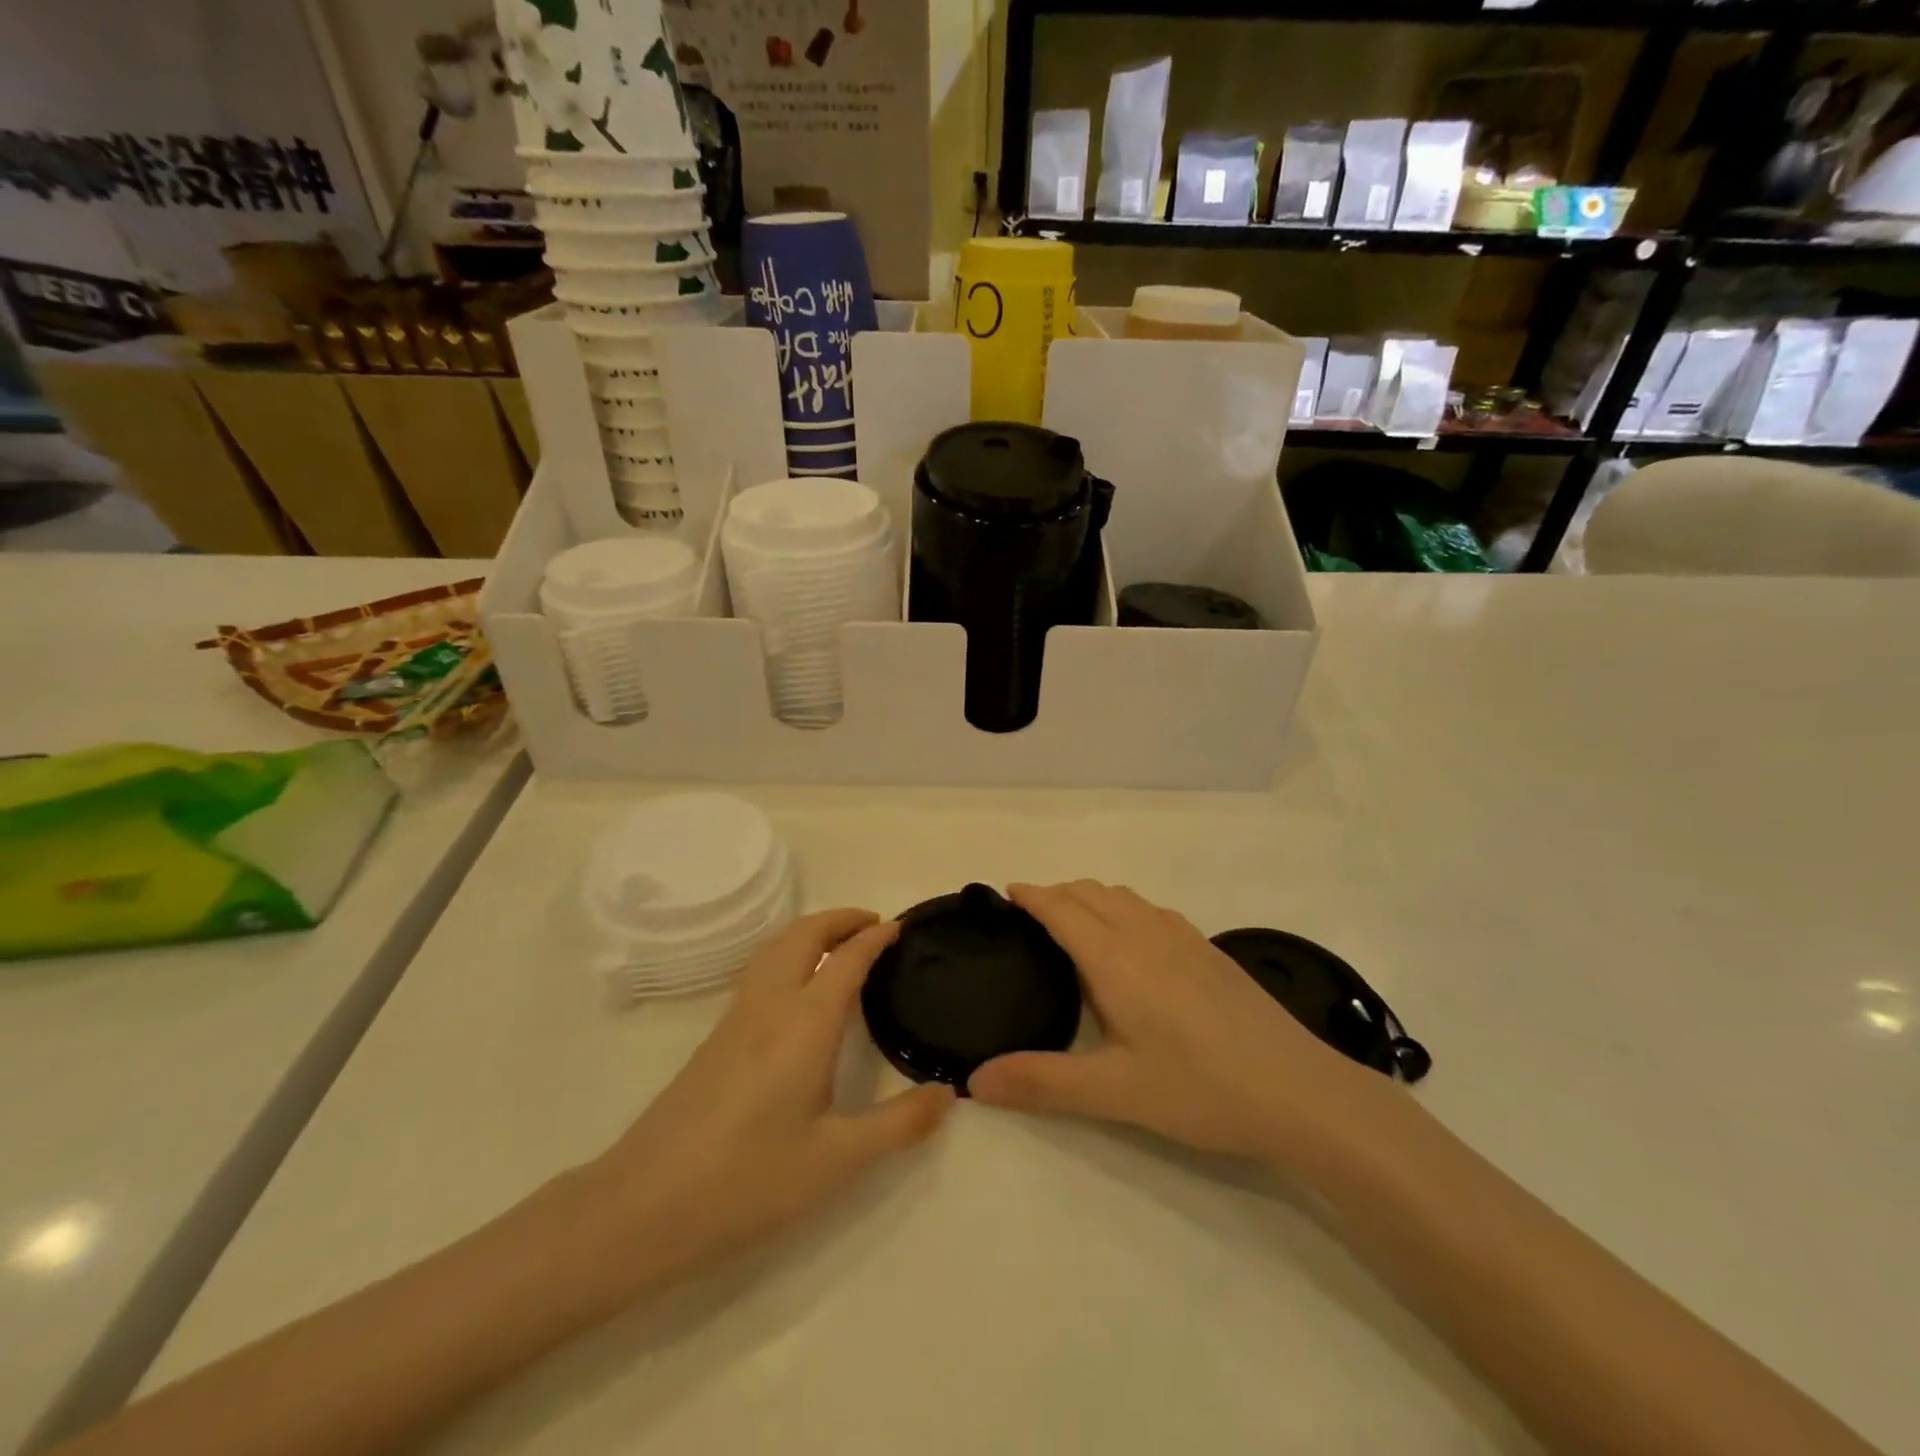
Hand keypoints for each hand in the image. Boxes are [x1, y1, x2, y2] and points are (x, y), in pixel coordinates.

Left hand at [592, 909, 954, 1289]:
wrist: (643, 1206)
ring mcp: (736, 1019)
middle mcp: (770, 1005)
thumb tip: (949, 1094)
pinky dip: (788, 955)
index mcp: (804, 1022)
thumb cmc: (748, 1179)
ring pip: (775, 948)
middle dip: (840, 919)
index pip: (846, 958)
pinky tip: (797, 991)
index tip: (900, 928)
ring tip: (839, 946)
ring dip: (811, 932)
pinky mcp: (715, 1039)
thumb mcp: (837, 1160)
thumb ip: (899, 1124)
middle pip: (803, 934)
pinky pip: (760, 971)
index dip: (875, 937)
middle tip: (874, 925)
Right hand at [969, 882, 1391, 1166]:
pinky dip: (1123, 909)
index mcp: (1115, 957)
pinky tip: (1133, 945)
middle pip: (1090, 892)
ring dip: (1091, 898)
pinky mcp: (1210, 950)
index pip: (1061, 908)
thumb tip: (974, 1080)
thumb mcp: (1115, 1093)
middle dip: (1055, 894)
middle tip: (1029, 918)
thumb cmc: (1201, 1088)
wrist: (1301, 1092)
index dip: (1030, 895)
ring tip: (1074, 925)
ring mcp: (1184, 937)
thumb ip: (1042, 1083)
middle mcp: (1146, 933)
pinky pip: (1151, 910)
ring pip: (1124, 897)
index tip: (1005, 893)